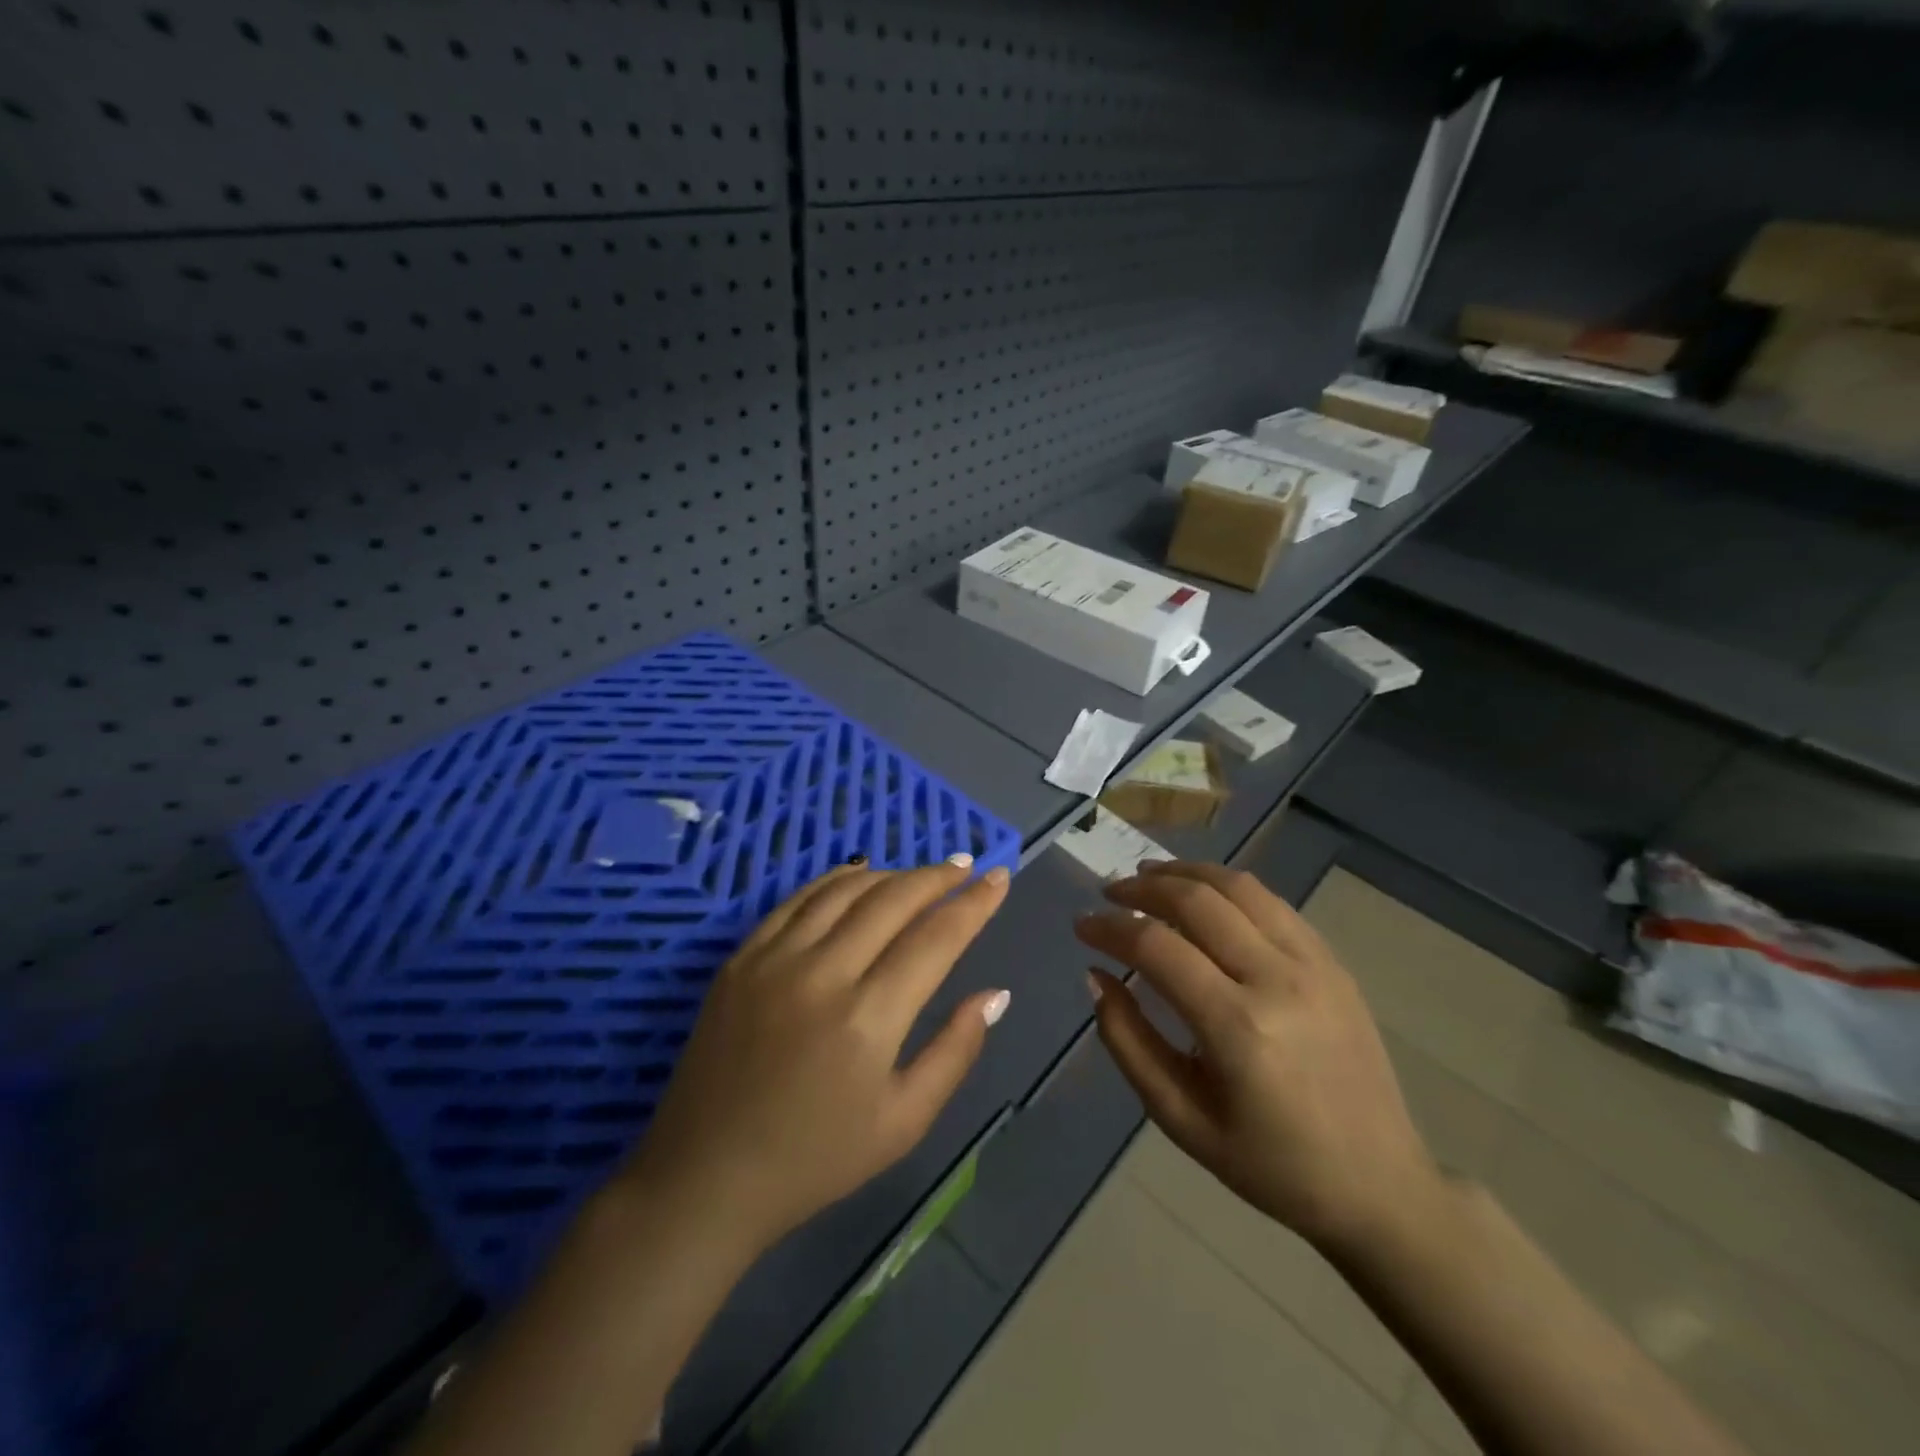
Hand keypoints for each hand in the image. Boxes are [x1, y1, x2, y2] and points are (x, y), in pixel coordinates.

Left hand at [619, 855, 1011, 1256]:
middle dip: (937, 877)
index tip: (999, 878)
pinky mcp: (741, 958)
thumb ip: (955, 1051)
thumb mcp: (904, 1123)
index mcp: (868, 1018)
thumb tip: (995, 993)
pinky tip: (858, 876)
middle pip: (892, 900)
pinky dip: (836, 880)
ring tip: (920, 873)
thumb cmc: (816, 1159)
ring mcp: (775, 959)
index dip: (974, 904)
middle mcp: (823, 973)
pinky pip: (797, 899)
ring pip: (845, 889)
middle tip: (965, 866)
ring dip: (891, 873)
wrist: (706, 1176)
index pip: (936, 938)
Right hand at [1077, 860, 1441, 1253]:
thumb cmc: (1270, 1164)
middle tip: (1109, 893)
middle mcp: (1277, 980)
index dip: (1109, 928)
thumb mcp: (1180, 1118)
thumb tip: (1095, 977)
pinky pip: (1271, 902)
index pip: (1156, 947)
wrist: (1378, 1184)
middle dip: (1141, 888)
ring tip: (1148, 877)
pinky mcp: (1333, 961)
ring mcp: (1313, 964)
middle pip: (1195, 900)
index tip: (1081, 926)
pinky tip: (1202, 894)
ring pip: (1237, 886)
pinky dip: (1226, 886)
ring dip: (1184, 873)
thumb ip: (1128, 1042)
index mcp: (1237, 1028)